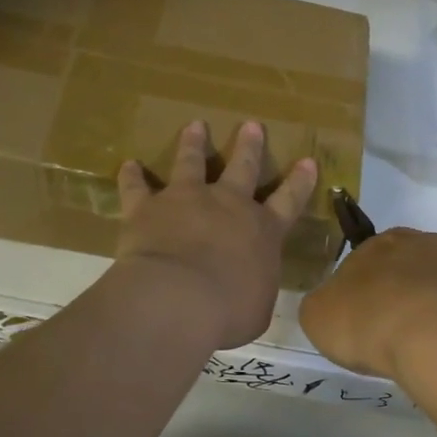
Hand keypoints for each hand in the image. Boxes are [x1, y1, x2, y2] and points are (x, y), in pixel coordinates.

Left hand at [115, 120, 317, 349]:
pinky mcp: (148, 207)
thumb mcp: (257, 308)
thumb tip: (251, 290)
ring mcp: (186, 200)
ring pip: (191, 163)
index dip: (299, 182)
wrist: (178, 298)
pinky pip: (137, 187)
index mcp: (262, 231)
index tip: (307, 161)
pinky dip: (132, 176)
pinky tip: (128, 164)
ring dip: (193, 144)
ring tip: (195, 126)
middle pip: (242, 168)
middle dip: (249, 146)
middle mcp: (227, 205)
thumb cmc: (228, 311)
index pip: (288, 201)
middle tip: (251, 125)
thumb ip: (256, 291)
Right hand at [299, 228, 436, 384]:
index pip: (368, 259)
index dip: (365, 290)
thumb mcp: (318, 316)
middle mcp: (425, 242)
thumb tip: (334, 305)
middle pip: (412, 266)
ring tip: (433, 345)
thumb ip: (323, 303)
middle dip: (405, 293)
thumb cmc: (370, 323)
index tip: (364, 320)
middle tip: (397, 333)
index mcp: (380, 243)